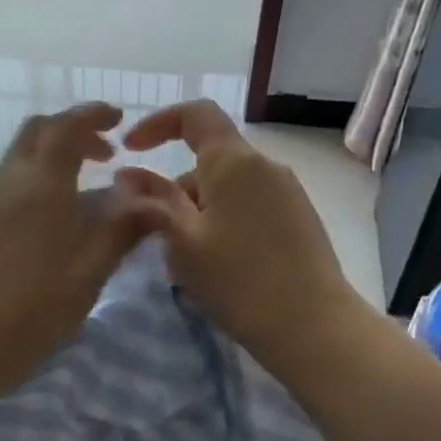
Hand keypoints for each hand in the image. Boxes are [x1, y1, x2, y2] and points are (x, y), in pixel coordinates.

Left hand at [0, 103, 156, 396]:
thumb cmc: (26, 313)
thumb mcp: (86, 276)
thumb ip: (119, 231)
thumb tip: (147, 199)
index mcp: (38, 186)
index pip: (65, 127)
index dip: (92, 115)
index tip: (116, 119)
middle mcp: (1, 184)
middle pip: (35, 137)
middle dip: (71, 135)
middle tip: (102, 156)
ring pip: (14, 171)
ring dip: (47, 172)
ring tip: (73, 209)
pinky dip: (23, 199)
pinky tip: (30, 242)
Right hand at [116, 100, 363, 378]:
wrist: (313, 326)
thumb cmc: (238, 280)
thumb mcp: (183, 242)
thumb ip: (153, 204)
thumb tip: (128, 177)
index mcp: (234, 162)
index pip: (195, 115)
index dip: (158, 123)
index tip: (130, 148)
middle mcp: (265, 165)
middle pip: (209, 159)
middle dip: (175, 189)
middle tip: (158, 236)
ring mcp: (287, 191)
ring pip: (228, 186)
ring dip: (198, 210)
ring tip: (186, 260)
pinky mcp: (299, 218)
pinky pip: (249, 204)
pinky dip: (223, 220)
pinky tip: (218, 264)